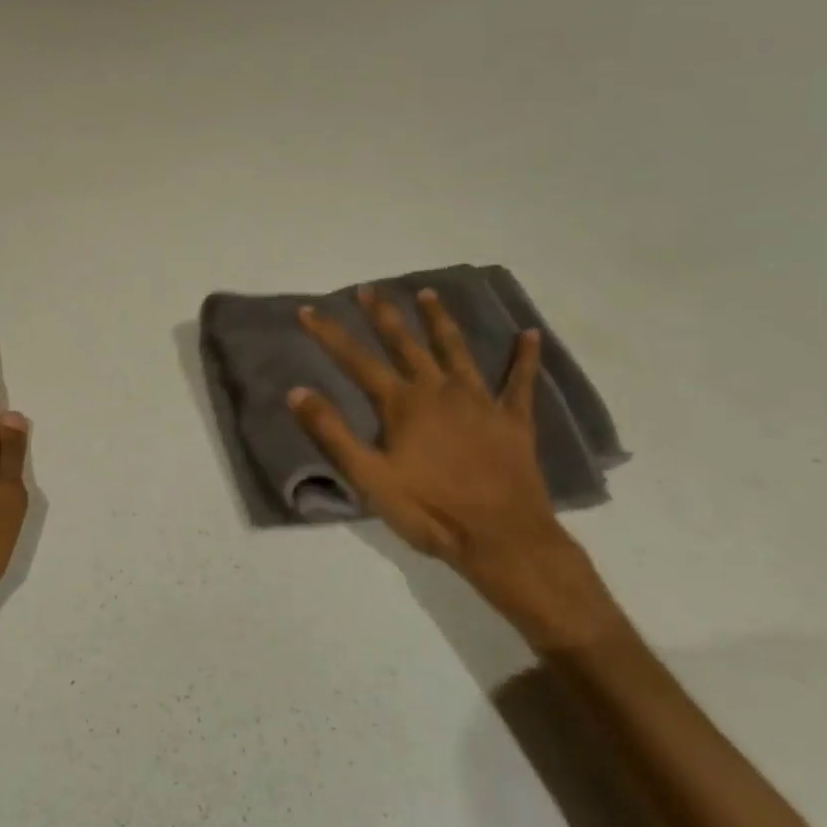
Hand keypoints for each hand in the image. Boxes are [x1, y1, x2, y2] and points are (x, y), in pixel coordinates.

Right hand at [290, 287, 619, 650]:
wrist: (501, 538)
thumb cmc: (428, 510)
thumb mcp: (368, 477)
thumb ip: (332, 432)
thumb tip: (297, 391)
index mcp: (402, 404)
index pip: (356, 360)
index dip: (329, 333)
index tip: (308, 309)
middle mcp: (439, 391)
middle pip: (407, 343)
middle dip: (384, 314)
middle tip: (369, 288)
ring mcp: (480, 402)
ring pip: (457, 350)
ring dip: (441, 320)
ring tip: (429, 293)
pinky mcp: (513, 421)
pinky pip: (520, 382)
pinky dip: (525, 357)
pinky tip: (530, 334)